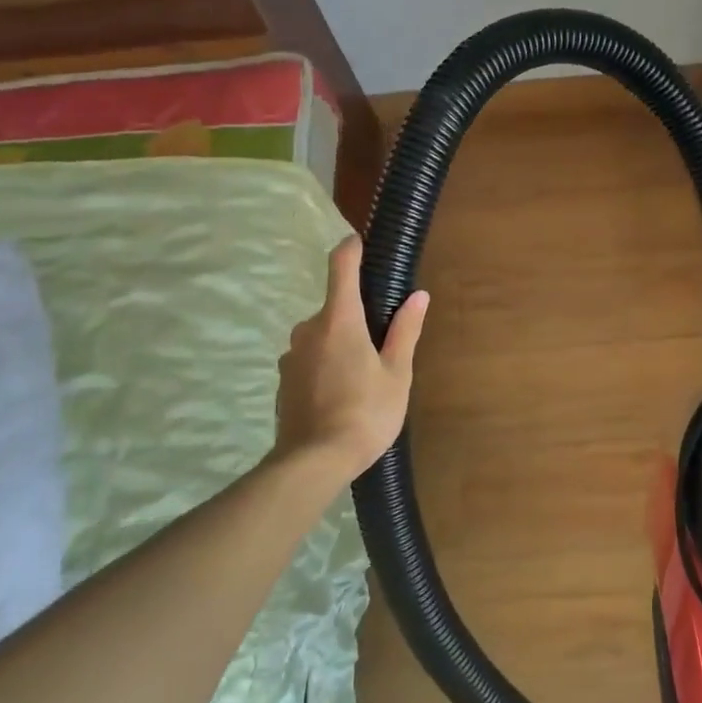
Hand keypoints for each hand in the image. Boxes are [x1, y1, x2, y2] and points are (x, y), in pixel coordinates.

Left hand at [274, 236, 428, 480]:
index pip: (341, 267)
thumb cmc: (365, 413)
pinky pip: (310, 358)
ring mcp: (291, 355)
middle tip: (383, 343)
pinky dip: (326, 364)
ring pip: (321, 335)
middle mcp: (309, 329)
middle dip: (357, 316)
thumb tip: (418, 296)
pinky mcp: (283, 379)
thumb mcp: (396, 374)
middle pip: (335, 307)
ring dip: (341, 343)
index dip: (351, 248)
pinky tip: (341, 394)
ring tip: (364, 376)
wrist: (313, 462)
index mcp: (340, 320)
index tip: (360, 240)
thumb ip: (404, 331)